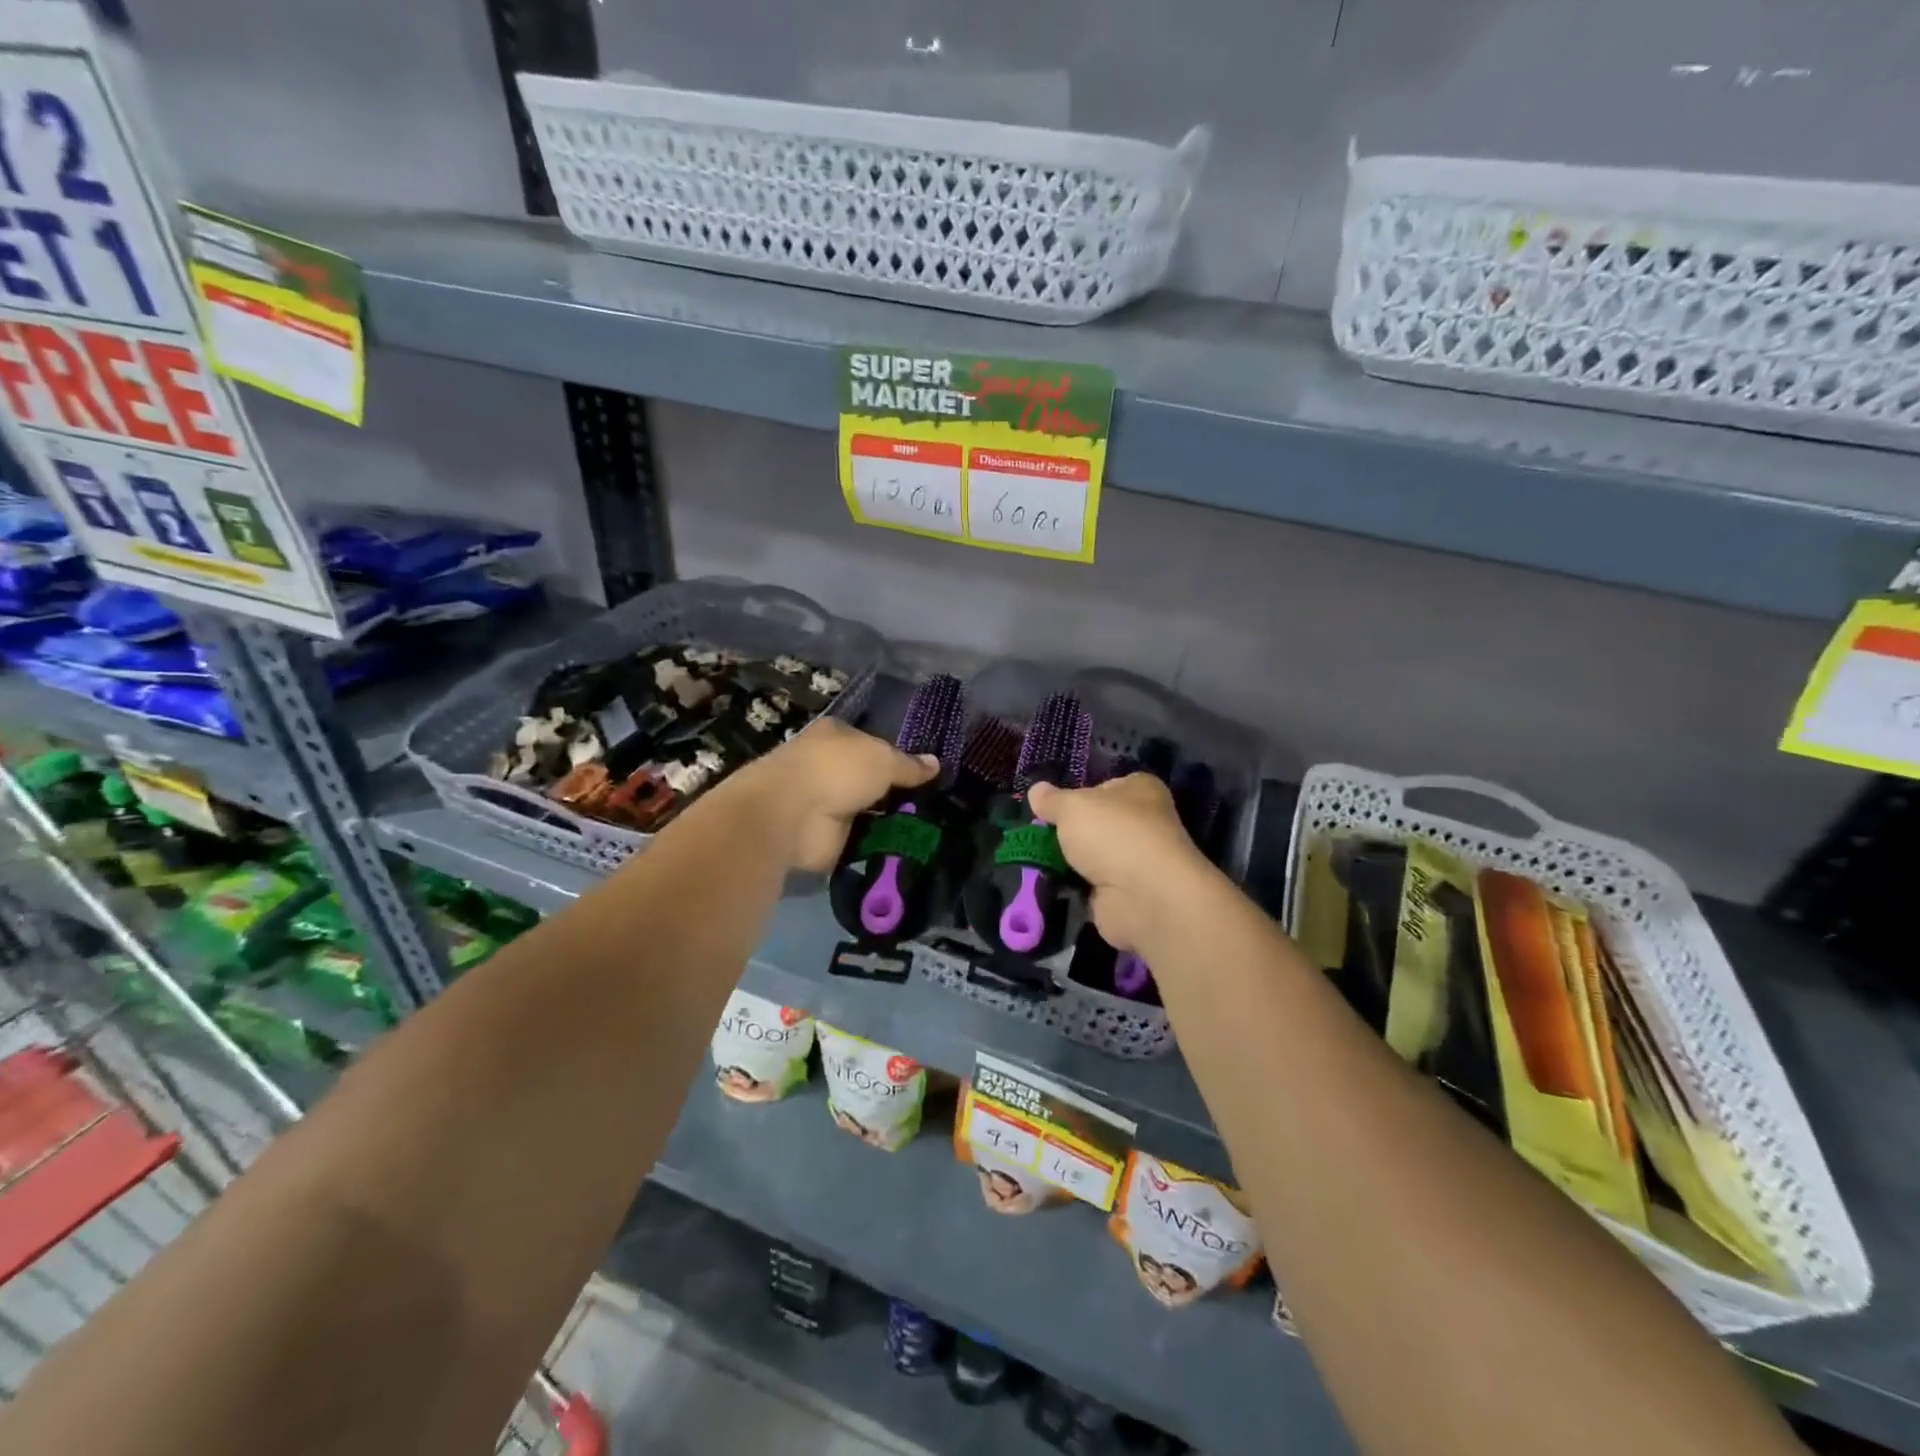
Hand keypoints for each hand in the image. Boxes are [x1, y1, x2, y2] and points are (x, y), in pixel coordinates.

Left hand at [730, 718, 937, 871]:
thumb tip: (936, 764)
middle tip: (935, 805)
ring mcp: (825, 803)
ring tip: (929, 830)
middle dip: (896, 792)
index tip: (926, 775)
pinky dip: (878, 845)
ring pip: (867, 811)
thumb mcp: (883, 759)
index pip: (872, 743)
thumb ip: (909, 765)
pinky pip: (861, 840)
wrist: (792, 814)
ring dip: (889, 821)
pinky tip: (908, 849)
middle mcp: (828, 766)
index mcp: (836, 736)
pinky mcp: (826, 837)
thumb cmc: (837, 770)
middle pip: (870, 779)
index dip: (897, 757)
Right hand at [1028, 774, 1216, 950]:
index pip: (1105, 786)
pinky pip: (1091, 885)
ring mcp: (1136, 861)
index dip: (1078, 794)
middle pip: (1097, 823)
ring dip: (1069, 861)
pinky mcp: (1126, 894)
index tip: (1052, 806)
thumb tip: (1036, 790)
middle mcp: (1144, 822)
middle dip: (1070, 831)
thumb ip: (1052, 800)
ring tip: (1036, 859)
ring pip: (1092, 856)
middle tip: (1037, 834)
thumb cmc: (1112, 835)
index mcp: (1140, 790)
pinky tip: (1051, 884)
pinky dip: (1074, 887)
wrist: (1143, 897)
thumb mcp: (1072, 807)